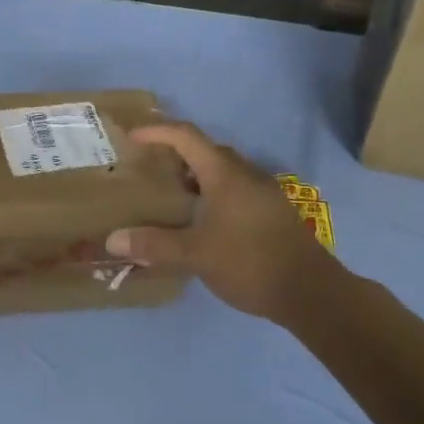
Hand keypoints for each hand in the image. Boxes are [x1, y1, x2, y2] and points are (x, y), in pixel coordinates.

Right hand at [106, 123, 345, 323]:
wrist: (311, 292)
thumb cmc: (250, 263)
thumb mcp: (197, 255)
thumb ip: (155, 245)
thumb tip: (112, 240)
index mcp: (226, 175)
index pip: (187, 137)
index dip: (158, 131)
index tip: (133, 137)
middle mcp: (247, 175)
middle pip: (208, 151)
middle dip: (178, 154)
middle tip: (151, 168)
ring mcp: (265, 194)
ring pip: (225, 172)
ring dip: (198, 176)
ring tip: (173, 197)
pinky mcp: (274, 214)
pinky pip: (237, 190)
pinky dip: (214, 194)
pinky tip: (204, 222)